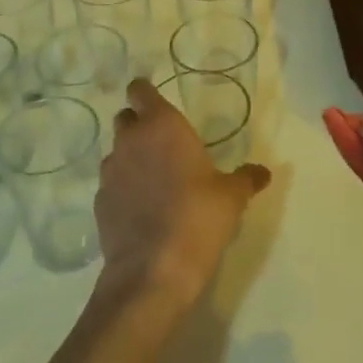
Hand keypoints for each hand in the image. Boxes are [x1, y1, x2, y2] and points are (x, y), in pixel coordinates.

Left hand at [97, 78, 270, 312]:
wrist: (153, 271)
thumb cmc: (198, 218)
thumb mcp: (232, 197)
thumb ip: (246, 178)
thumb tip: (263, 172)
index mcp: (162, 126)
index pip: (141, 91)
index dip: (146, 92)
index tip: (156, 102)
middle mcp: (131, 140)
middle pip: (125, 118)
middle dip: (139, 124)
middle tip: (162, 143)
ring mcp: (110, 172)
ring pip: (116, 151)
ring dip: (130, 157)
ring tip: (153, 179)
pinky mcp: (99, 202)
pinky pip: (111, 184)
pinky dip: (123, 188)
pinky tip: (140, 208)